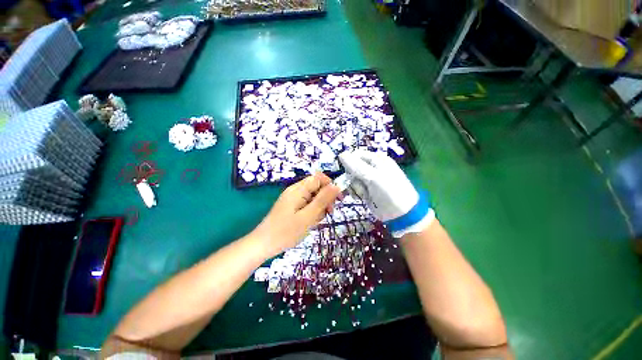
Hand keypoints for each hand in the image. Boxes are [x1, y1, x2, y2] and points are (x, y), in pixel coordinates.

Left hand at [250, 172, 340, 257]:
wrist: (263, 244)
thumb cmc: (286, 231)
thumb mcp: (308, 216)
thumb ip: (323, 200)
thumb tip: (336, 186)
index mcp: (298, 189)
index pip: (319, 178)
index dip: (330, 186)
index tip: (338, 200)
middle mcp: (295, 191)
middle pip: (316, 187)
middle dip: (325, 199)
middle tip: (329, 213)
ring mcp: (292, 198)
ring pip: (313, 197)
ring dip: (319, 207)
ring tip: (317, 220)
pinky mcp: (291, 206)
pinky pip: (306, 204)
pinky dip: (312, 211)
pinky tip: (310, 222)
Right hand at [339, 150, 433, 236]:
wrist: (399, 214)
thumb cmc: (388, 191)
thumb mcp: (372, 177)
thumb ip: (355, 166)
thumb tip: (341, 154)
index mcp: (376, 159)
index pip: (356, 155)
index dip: (349, 162)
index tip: (347, 172)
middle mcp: (372, 167)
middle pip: (352, 167)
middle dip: (352, 177)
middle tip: (358, 184)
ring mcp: (369, 179)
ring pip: (352, 178)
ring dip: (354, 186)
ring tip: (362, 193)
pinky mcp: (367, 189)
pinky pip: (355, 187)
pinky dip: (355, 192)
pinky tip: (360, 197)